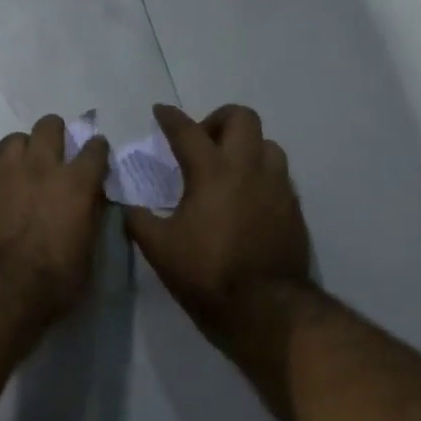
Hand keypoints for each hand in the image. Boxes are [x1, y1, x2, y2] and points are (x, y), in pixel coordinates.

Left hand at [0, 114, 111, 324]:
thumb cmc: (53, 283)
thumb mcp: (87, 256)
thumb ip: (89, 221)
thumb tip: (90, 204)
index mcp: (76, 184)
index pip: (94, 149)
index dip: (97, 149)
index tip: (96, 154)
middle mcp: (41, 169)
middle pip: (49, 126)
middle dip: (55, 133)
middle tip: (56, 152)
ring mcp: (4, 176)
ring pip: (14, 140)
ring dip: (23, 150)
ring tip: (24, 169)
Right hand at [123, 105, 313, 349]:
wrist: (266, 309)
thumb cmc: (207, 274)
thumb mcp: (159, 249)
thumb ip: (138, 220)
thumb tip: (127, 206)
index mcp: (213, 172)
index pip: (188, 131)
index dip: (170, 117)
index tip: (160, 111)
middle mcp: (249, 169)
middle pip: (242, 118)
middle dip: (218, 119)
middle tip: (201, 142)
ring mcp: (277, 187)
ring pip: (267, 143)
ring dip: (245, 146)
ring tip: (227, 169)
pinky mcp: (293, 208)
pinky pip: (279, 174)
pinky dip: (260, 173)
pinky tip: (246, 198)